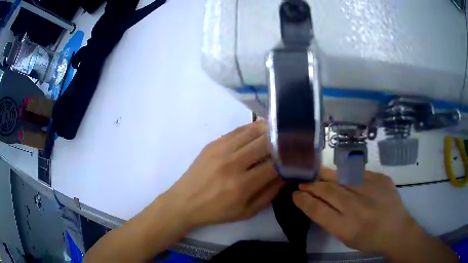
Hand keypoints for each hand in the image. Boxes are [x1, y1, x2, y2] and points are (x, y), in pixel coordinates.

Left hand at [162, 121, 284, 227]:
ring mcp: (221, 150)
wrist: (185, 201)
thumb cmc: (217, 211)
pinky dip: (253, 128)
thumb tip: (287, 175)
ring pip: (253, 131)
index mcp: (242, 185)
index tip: (297, 156)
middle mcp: (233, 164)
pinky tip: (261, 129)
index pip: (274, 165)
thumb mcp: (247, 211)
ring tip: (280, 131)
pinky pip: (238, 130)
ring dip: (269, 130)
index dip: (289, 159)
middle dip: (282, 141)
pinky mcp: (214, 143)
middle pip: (265, 143)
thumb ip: (270, 193)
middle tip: (292, 141)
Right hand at [293, 168, 456, 261]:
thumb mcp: (346, 238)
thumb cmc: (369, 240)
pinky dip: (347, 173)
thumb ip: (330, 221)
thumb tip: (316, 204)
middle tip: (302, 183)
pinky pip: (360, 173)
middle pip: (328, 191)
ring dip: (326, 176)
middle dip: (312, 186)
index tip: (295, 195)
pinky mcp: (382, 179)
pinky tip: (340, 173)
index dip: (304, 201)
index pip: (318, 210)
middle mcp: (357, 207)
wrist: (397, 230)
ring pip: (342, 178)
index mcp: (346, 227)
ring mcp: (372, 190)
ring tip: (316, 173)